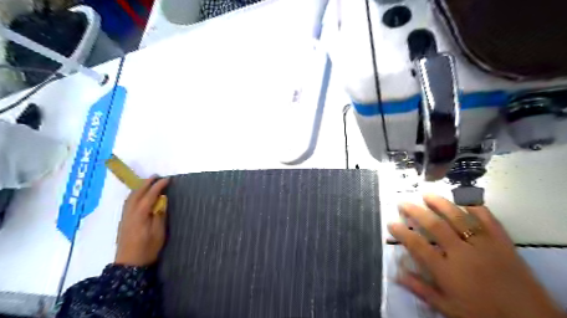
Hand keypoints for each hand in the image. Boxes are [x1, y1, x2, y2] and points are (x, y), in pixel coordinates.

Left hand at [114, 176, 167, 265]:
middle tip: (156, 176)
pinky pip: (128, 202)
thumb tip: (161, 201)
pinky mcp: (124, 221)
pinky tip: (139, 195)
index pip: (150, 195)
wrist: (129, 265)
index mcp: (140, 214)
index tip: (167, 179)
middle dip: (146, 183)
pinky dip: (135, 194)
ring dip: (139, 188)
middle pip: (137, 193)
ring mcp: (125, 217)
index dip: (158, 186)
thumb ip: (159, 215)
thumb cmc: (147, 249)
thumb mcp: (158, 233)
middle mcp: (130, 213)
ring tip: (148, 182)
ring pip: (130, 197)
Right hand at [387, 193, 564, 317]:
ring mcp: (483, 244)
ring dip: (440, 203)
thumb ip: (421, 289)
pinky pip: (487, 219)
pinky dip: (475, 206)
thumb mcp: (448, 308)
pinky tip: (464, 198)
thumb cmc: (482, 314)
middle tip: (403, 202)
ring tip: (427, 194)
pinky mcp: (502, 242)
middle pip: (435, 226)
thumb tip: (397, 273)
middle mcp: (462, 252)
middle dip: (416, 212)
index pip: (417, 245)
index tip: (391, 222)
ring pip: (458, 218)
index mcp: (447, 270)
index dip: (402, 232)